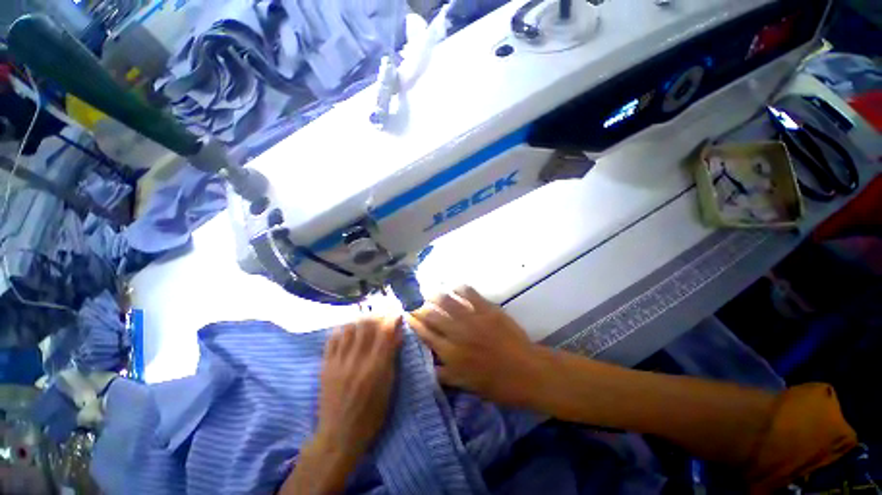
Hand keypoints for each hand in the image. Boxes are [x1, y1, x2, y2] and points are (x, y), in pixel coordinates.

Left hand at [314, 316, 402, 459]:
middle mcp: (357, 360)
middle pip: (367, 326)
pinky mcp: (326, 366)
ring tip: (366, 322)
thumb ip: (392, 358)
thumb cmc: (371, 415)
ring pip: (349, 328)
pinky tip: (347, 330)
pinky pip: (332, 339)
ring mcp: (339, 362)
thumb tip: (398, 335)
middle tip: (382, 316)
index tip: (396, 314)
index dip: (392, 319)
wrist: (339, 436)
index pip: (385, 332)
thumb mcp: (388, 387)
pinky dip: (342, 330)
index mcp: (376, 367)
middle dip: (377, 316)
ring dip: (360, 321)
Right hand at [407, 286, 540, 406]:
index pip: (425, 334)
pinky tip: (455, 287)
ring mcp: (472, 318)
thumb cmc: (497, 384)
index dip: (413, 323)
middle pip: (432, 315)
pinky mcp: (487, 309)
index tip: (406, 315)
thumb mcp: (466, 385)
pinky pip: (470, 294)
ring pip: (447, 301)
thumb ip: (445, 374)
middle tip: (417, 303)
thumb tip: (428, 365)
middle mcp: (457, 333)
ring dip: (436, 295)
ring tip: (430, 292)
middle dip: (420, 307)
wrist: (527, 371)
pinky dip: (460, 289)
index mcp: (451, 353)